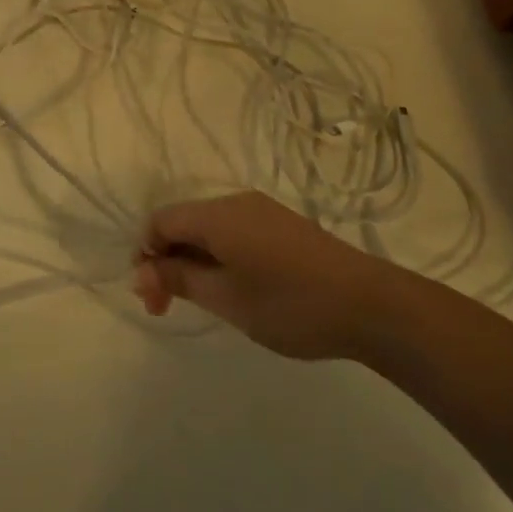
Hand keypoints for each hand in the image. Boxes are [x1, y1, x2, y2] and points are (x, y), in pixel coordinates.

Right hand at [134, 192, 399, 359]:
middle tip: (168, 309)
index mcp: (217, 214)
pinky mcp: (282, 226)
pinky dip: (219, 257)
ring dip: (193, 261)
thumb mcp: (226, 298)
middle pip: (183, 222)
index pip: (160, 221)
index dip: (145, 256)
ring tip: (202, 302)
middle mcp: (236, 202)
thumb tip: (141, 271)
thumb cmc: (290, 304)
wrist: (370, 305)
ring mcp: (262, 212)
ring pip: (209, 229)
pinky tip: (233, 288)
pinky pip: (234, 233)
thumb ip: (179, 279)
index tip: (152, 299)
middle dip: (167, 261)